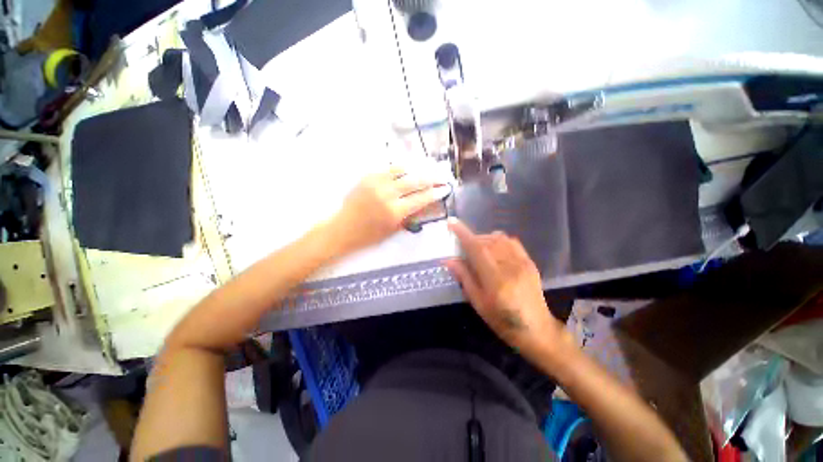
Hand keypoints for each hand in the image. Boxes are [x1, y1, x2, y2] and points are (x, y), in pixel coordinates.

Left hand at [331, 166, 438, 252]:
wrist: (342, 228)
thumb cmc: (369, 235)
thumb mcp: (393, 230)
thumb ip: (410, 216)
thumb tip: (425, 204)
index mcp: (394, 212)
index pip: (421, 199)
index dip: (435, 193)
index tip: (445, 188)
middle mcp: (387, 194)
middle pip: (415, 181)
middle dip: (431, 178)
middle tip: (441, 175)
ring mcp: (376, 183)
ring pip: (402, 170)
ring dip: (417, 168)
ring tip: (427, 166)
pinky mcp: (368, 177)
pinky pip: (388, 169)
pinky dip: (400, 168)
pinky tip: (408, 167)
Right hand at [444, 219, 563, 352]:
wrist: (537, 329)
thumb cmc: (502, 320)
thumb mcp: (478, 303)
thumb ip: (464, 278)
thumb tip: (449, 260)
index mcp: (495, 280)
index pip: (476, 249)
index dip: (463, 234)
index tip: (452, 223)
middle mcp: (510, 266)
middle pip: (486, 241)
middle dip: (471, 239)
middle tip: (463, 247)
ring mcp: (522, 262)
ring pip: (499, 239)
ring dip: (484, 239)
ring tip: (477, 249)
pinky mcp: (529, 262)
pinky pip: (511, 242)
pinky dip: (498, 240)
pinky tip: (493, 248)